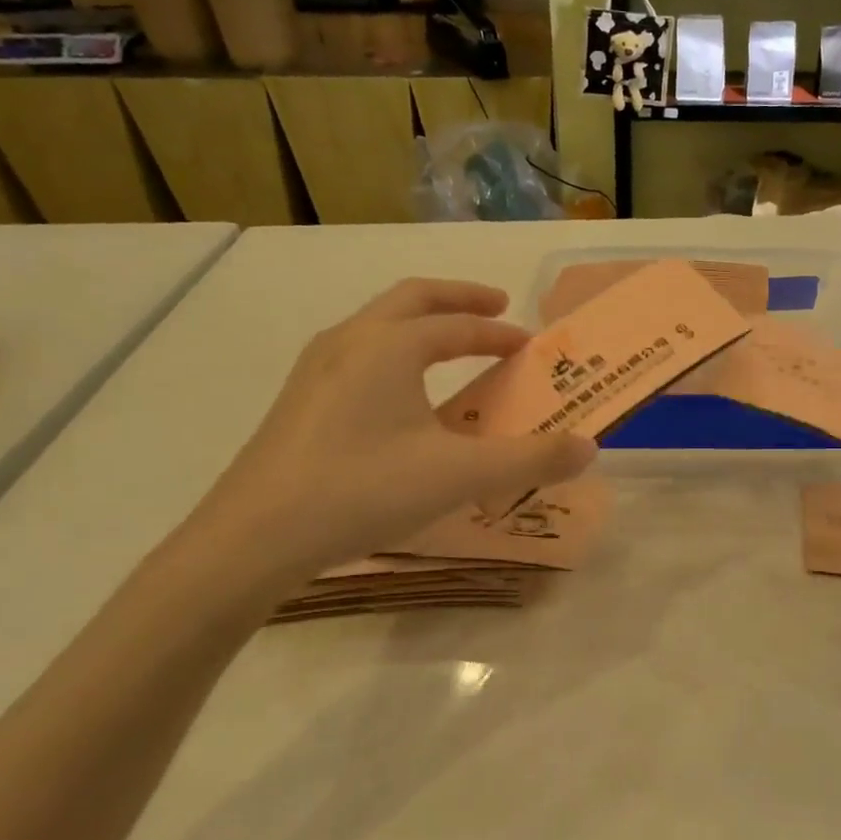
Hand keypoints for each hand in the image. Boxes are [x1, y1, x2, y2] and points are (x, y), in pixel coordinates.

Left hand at [190, 279, 594, 584]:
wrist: (251, 540)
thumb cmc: (361, 490)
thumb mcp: (459, 475)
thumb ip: (530, 459)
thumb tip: (589, 448)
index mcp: (390, 345)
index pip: (457, 324)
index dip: (498, 331)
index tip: (528, 343)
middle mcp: (350, 342)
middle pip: (411, 300)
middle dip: (457, 300)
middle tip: (494, 307)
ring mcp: (315, 370)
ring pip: (378, 326)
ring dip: (421, 325)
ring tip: (450, 349)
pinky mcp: (297, 402)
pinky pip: (358, 357)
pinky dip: (393, 355)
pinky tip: (399, 399)